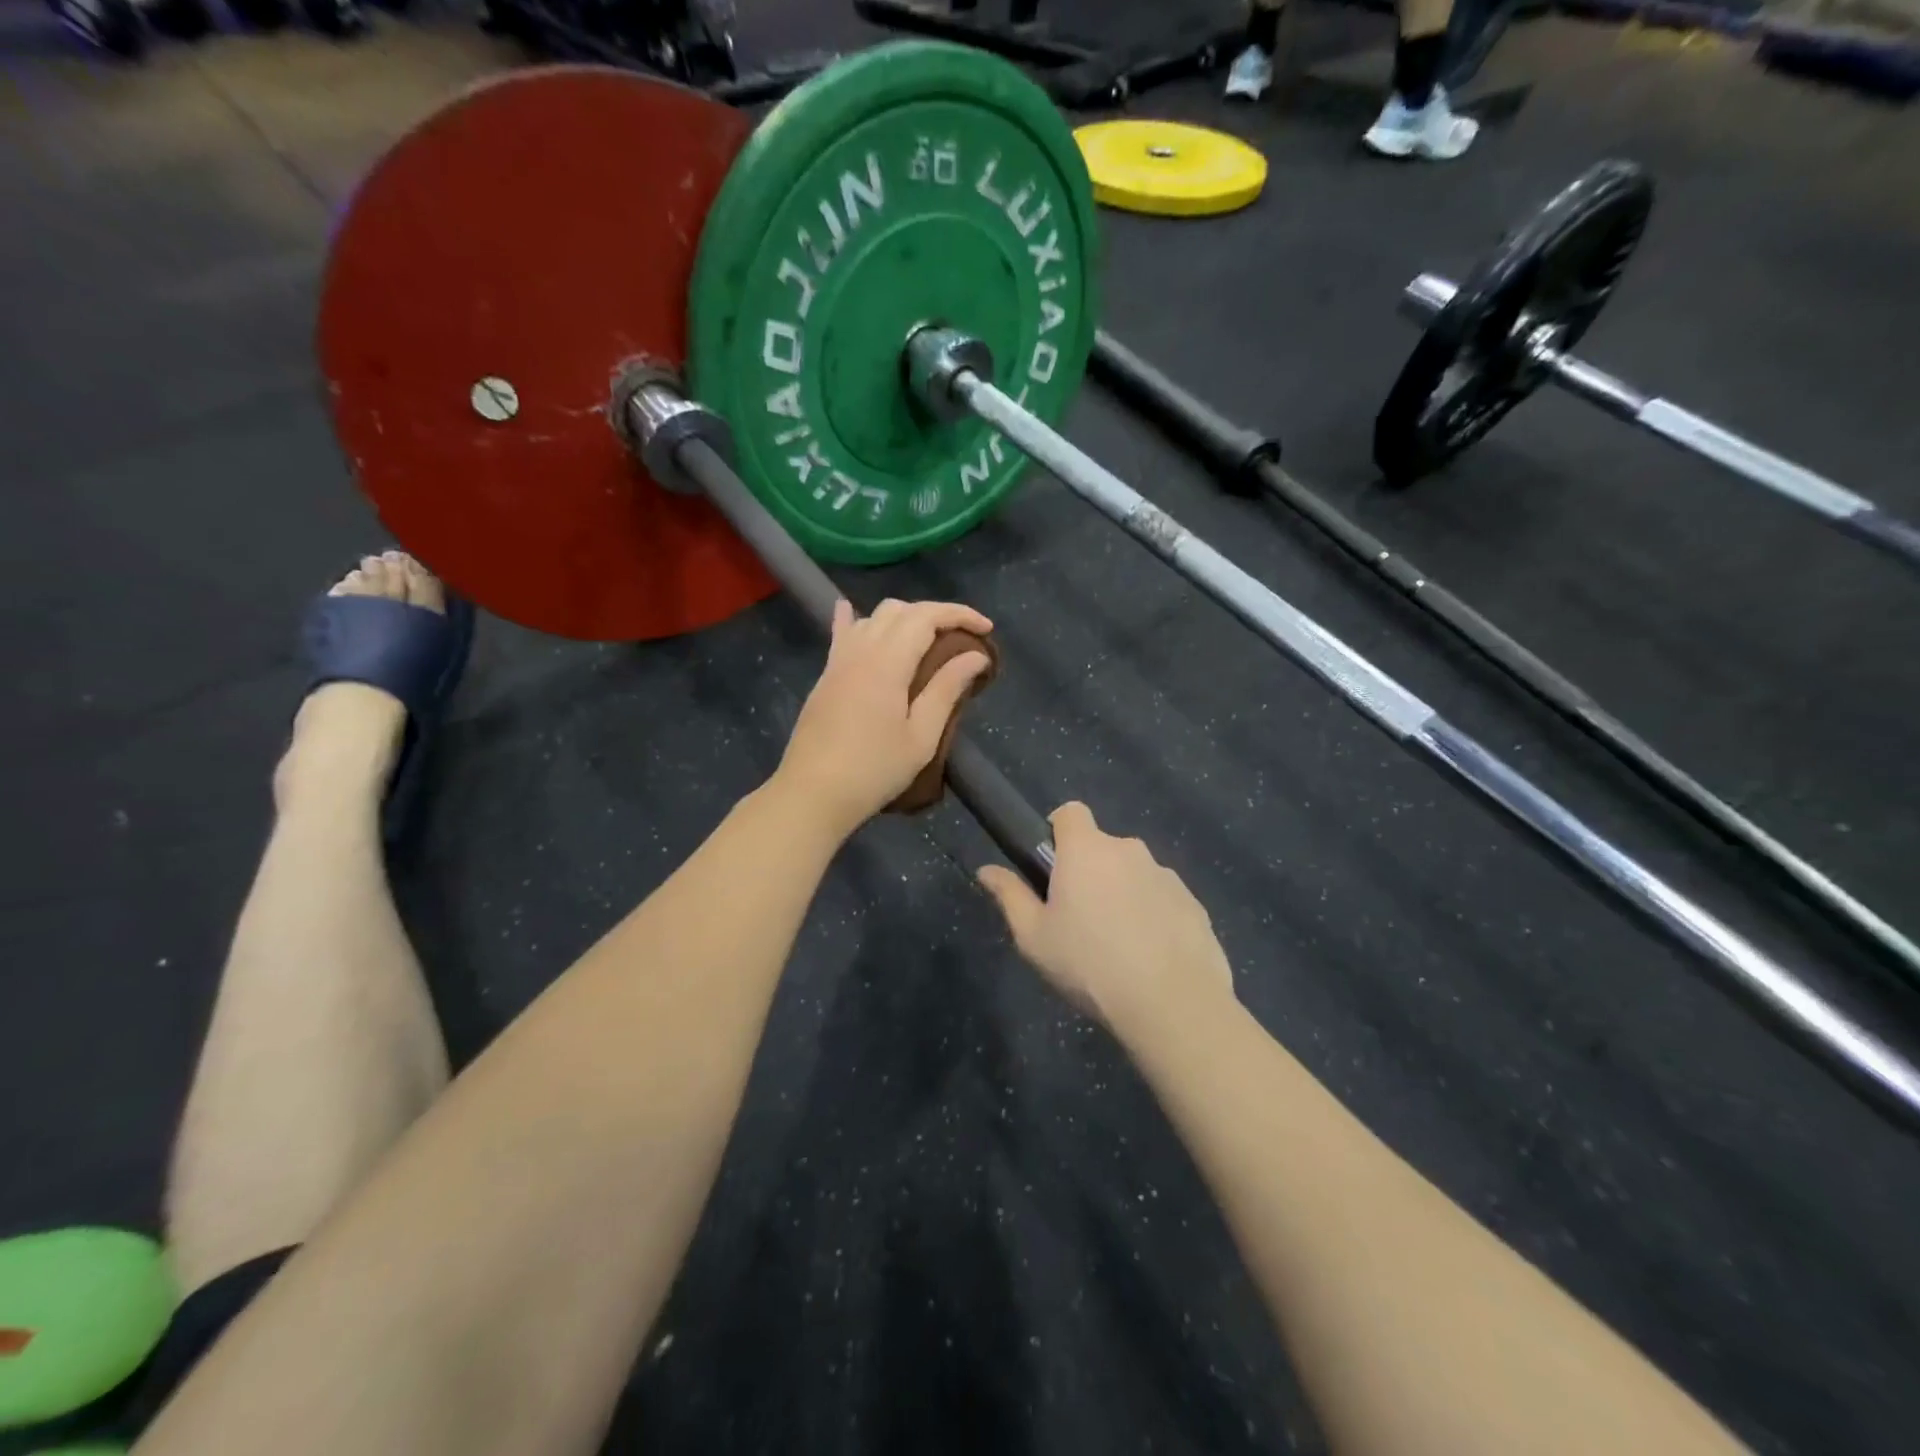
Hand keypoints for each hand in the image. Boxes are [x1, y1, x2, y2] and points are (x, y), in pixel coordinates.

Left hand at [776, 598, 994, 837]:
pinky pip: (843, 633)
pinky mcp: (826, 676)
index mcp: (887, 662)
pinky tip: (851, 611)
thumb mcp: (921, 737)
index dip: (960, 614)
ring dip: (905, 618)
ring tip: (928, 639)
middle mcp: (860, 650)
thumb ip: (947, 690)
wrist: (812, 793)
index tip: (987, 629)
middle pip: (900, 610)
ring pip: (873, 618)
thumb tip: (976, 656)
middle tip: (962, 638)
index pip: (926, 616)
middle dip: (936, 614)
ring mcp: (838, 661)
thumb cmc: (874, 770)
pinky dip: (857, 619)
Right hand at [979, 802, 1234, 1035]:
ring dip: (1122, 895)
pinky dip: (1153, 918)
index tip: (1051, 866)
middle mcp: (1129, 850)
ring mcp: (1167, 876)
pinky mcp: (1194, 904)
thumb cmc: (1089, 965)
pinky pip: (1162, 900)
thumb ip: (1010, 896)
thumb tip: (986, 869)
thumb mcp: (1034, 937)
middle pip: (1102, 848)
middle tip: (1078, 919)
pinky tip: (1149, 958)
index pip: (1070, 812)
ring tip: (1117, 947)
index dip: (1057, 831)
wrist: (1172, 1004)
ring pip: (1134, 875)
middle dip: (1089, 872)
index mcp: (1087, 850)